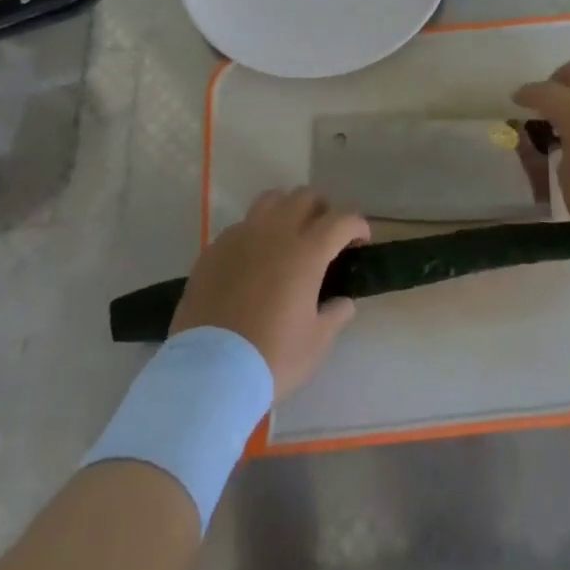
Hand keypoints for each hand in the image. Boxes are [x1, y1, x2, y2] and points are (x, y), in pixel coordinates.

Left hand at [170, 189, 369, 398]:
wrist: (208, 372)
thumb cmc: (272, 357)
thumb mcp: (316, 343)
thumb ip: (335, 314)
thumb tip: (342, 301)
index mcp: (307, 251)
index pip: (342, 219)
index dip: (357, 225)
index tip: (361, 240)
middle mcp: (275, 232)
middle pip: (305, 197)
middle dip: (322, 209)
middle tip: (325, 236)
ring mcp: (241, 236)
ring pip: (270, 200)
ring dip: (287, 210)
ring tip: (289, 236)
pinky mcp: (214, 249)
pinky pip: (241, 226)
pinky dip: (256, 233)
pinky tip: (254, 261)